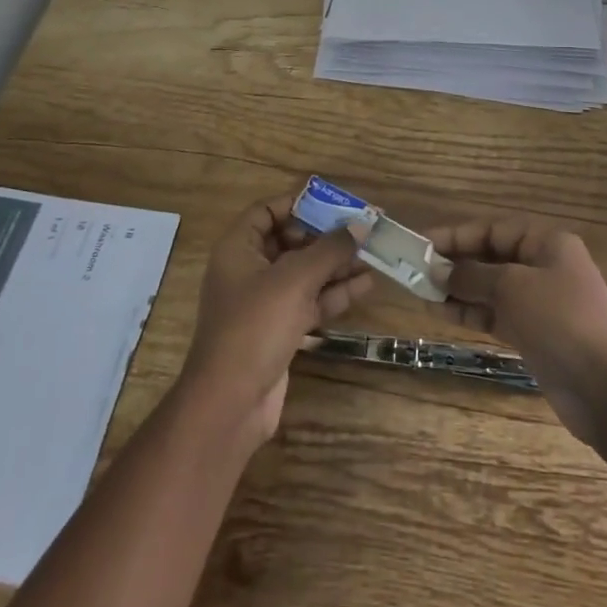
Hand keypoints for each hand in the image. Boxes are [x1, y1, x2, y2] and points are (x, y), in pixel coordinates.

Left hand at [178, 192, 374, 448]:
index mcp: (238, 248)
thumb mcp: (295, 279)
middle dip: (327, 236)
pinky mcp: (280, 330)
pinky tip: (366, 284)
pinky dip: (335, 293)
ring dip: (337, 264)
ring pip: (305, 273)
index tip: (334, 203)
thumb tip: (360, 225)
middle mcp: (249, 270)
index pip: (266, 211)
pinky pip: (310, 301)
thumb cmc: (256, 326)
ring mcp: (265, 303)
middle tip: (363, 229)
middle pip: (290, 241)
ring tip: (375, 254)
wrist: (231, 402)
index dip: (298, 203)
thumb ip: (330, 249)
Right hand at [428, 215, 606, 445]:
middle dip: (456, 263)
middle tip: (417, 271)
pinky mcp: (536, 335)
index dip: (457, 235)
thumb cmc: (560, 321)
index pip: (494, 230)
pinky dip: (472, 313)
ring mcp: (541, 304)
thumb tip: (439, 269)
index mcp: (547, 244)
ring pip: (491, 289)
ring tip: (422, 293)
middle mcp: (545, 268)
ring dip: (459, 290)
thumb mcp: (511, 287)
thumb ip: (472, 275)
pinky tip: (443, 313)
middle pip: (492, 258)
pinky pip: (496, 315)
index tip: (423, 244)